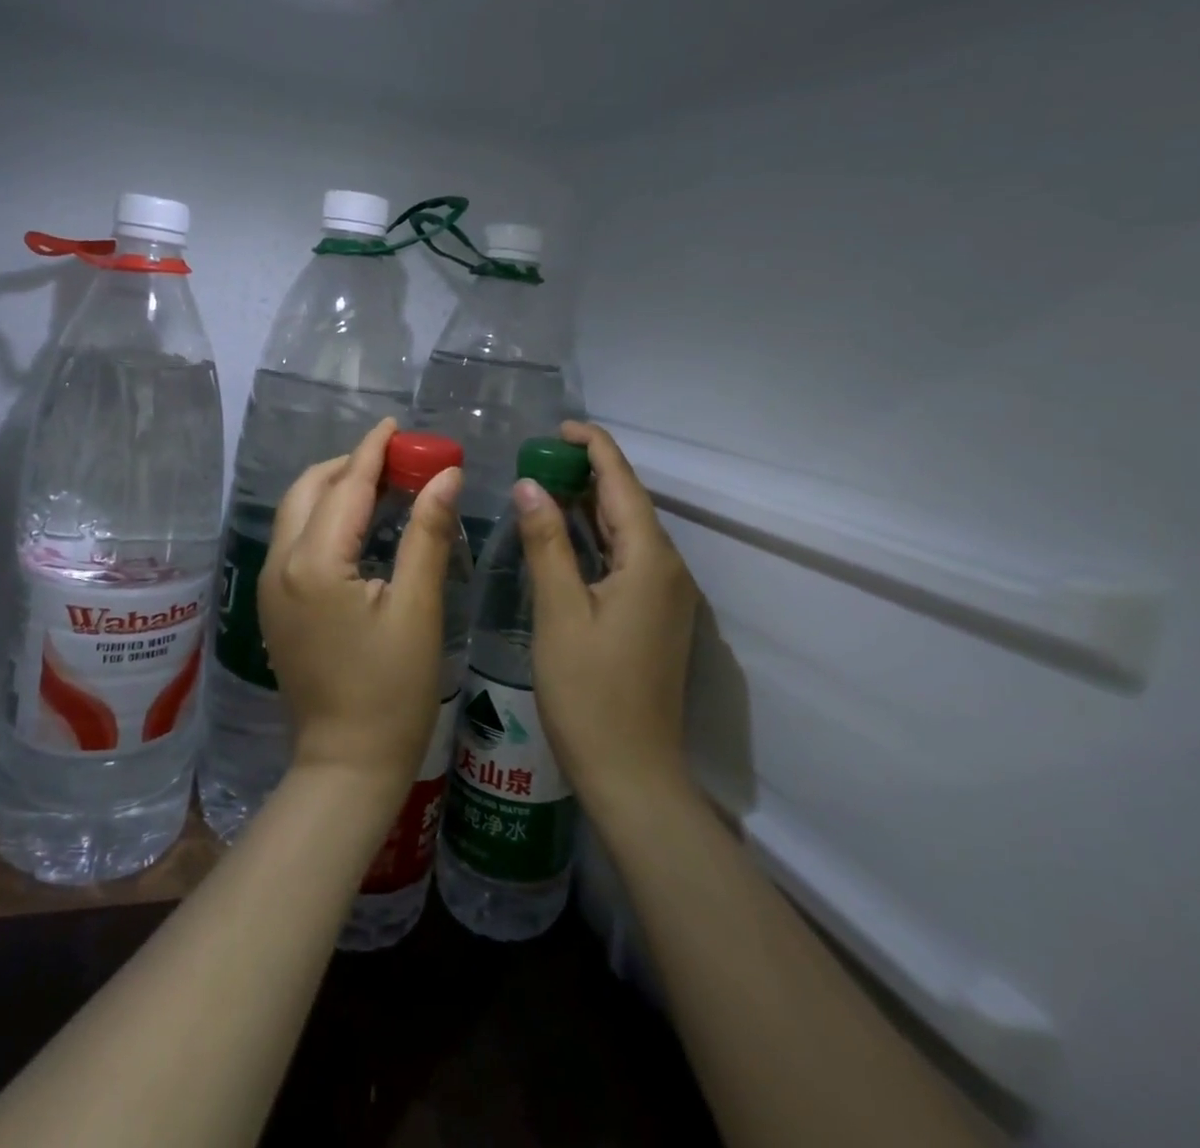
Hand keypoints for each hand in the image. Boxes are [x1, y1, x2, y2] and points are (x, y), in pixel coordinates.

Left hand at [259, 419, 463, 804]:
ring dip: (334, 488)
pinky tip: (357, 524)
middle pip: (309, 490)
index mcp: (314, 563)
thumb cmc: (392, 690)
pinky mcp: (274, 605)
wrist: (345, 763)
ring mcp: (270, 586)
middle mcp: (280, 564)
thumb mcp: (418, 608)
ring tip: (381, 482)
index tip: (395, 424)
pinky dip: (323, 516)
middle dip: (349, 464)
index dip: (373, 450)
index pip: (345, 486)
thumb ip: (428, 534)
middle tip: (396, 457)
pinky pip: (294, 539)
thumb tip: (446, 474)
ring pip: (296, 512)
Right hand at [514, 421, 699, 815]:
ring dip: (592, 504)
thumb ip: (547, 543)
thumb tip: (529, 485)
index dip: (594, 448)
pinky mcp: (657, 615)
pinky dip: (598, 537)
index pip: (623, 483)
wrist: (632, 773)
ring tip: (547, 483)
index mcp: (650, 560)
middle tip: (540, 455)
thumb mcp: (560, 612)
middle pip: (630, 503)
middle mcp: (669, 569)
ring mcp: (667, 595)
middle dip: (589, 472)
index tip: (559, 427)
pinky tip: (568, 537)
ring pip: (629, 532)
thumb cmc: (589, 692)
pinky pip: (628, 558)